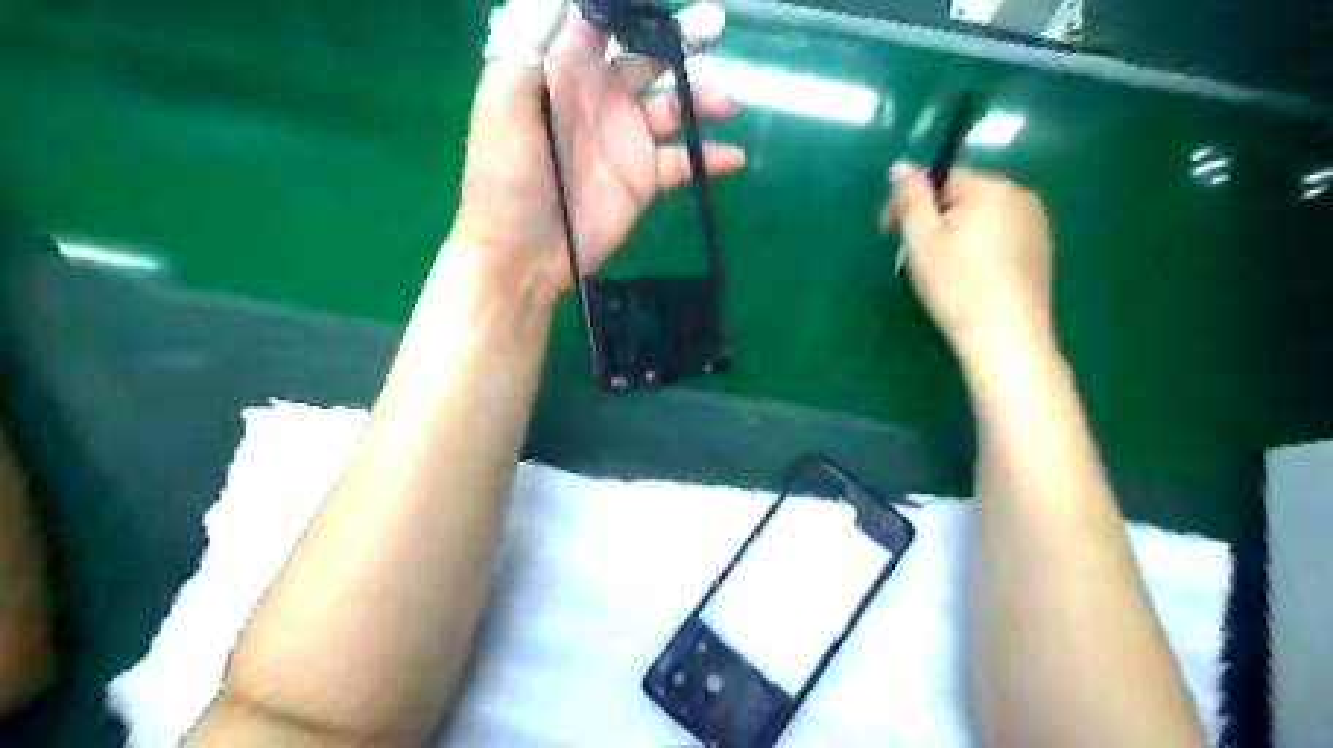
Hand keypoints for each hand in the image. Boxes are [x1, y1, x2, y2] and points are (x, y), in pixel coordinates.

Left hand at [454, 3, 746, 298]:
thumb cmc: (505, 179)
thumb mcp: (503, 105)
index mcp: (564, 73)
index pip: (600, 25)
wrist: (524, 253)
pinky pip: (683, 161)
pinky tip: (733, 156)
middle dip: (678, 44)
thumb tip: (567, 2)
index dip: (630, 13)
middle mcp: (600, 99)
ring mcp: (626, 140)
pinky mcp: (643, 179)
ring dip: (702, 99)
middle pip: (646, 59)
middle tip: (711, 29)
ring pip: (673, 107)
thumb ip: (532, 49)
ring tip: (727, 102)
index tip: (662, 8)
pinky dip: (709, 157)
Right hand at [883, 163, 1057, 362]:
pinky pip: (997, 236)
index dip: (908, 202)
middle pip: (961, 197)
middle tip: (908, 257)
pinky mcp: (1039, 252)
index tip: (887, 233)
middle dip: (930, 220)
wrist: (1005, 338)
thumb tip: (900, 165)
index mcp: (992, 189)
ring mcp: (1035, 225)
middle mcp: (1020, 197)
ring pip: (978, 218)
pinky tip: (965, 279)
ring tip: (935, 271)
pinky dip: (974, 249)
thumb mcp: (922, 240)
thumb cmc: (957, 287)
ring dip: (950, 235)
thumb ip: (911, 199)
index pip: (940, 177)